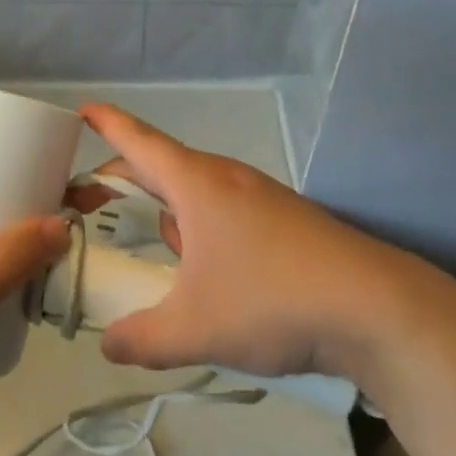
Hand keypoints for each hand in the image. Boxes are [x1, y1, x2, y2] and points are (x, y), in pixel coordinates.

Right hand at [81, 104, 409, 383]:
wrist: (375, 309)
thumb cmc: (271, 300)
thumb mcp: (194, 329)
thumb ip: (141, 338)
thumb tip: (109, 345)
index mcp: (197, 184)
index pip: (138, 141)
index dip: (106, 124)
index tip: (80, 110)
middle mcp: (227, 179)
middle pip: (164, 166)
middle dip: (127, 180)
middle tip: (93, 200)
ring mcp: (261, 197)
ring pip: (198, 193)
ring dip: (170, 212)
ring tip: (155, 252)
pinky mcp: (286, 221)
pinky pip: (226, 212)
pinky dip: (203, 230)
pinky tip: (210, 274)